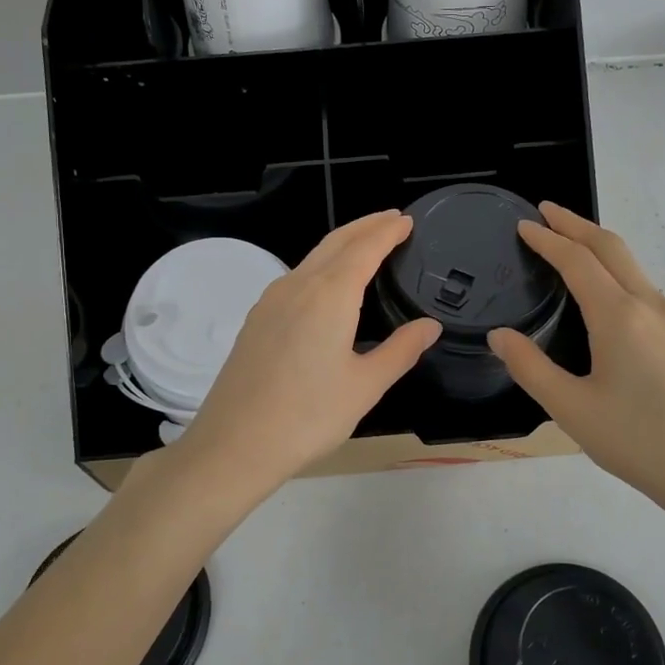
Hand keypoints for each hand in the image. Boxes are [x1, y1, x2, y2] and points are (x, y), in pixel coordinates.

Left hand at [173, 211, 440, 497]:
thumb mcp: (365, 386)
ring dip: (342, 244)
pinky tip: (327, 284)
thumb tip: (430, 326)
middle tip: (391, 220)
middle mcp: (297, 286)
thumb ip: (400, 350)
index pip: (364, 248)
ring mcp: (271, 301)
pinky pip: (296, 277)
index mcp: (329, 296)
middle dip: (365, 226)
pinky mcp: (257, 319)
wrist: (234, 444)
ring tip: (366, 245)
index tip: (406, 220)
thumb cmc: (308, 416)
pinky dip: (321, 265)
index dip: (387, 231)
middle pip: (335, 242)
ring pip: (312, 258)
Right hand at [487, 203, 664, 520]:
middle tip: (546, 212)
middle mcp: (651, 306)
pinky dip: (617, 273)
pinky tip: (605, 295)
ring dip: (599, 248)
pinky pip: (645, 289)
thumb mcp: (572, 410)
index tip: (524, 224)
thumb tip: (500, 335)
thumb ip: (530, 368)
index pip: (577, 261)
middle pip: (612, 248)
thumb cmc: (640, 442)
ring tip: (570, 247)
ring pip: (633, 267)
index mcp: (619, 316)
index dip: (548, 239)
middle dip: (576, 225)